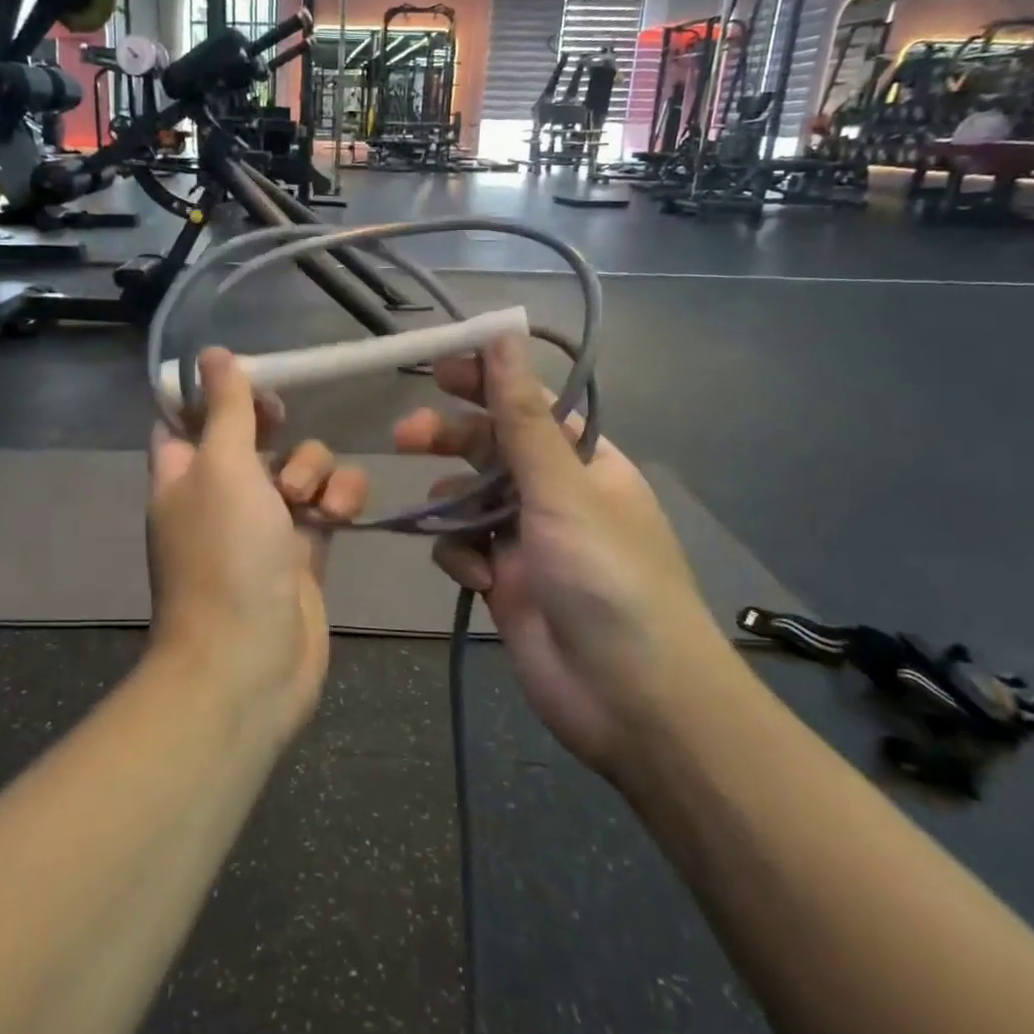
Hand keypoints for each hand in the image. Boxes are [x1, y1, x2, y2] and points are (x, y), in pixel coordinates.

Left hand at [147, 349, 367, 738]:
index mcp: (182, 473)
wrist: (251, 661)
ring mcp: (265, 523)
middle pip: (249, 436)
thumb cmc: (226, 555)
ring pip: (298, 465)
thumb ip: (222, 408)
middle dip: (273, 427)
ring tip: (311, 501)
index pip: (184, 418)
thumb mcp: (222, 467)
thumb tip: (210, 354)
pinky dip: (339, 500)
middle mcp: (220, 494)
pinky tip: (339, 515)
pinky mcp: (305, 548)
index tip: (245, 379)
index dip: (211, 394)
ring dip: (314, 468)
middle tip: (281, 425)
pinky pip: (329, 501)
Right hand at [393, 335, 734, 779]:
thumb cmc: (607, 578)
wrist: (630, 699)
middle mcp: (554, 494)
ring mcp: (526, 540)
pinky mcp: (503, 582)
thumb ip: (522, 416)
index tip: (436, 368)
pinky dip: (462, 558)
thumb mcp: (562, 489)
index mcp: (584, 461)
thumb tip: (503, 334)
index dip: (484, 380)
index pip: (527, 404)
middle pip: (489, 449)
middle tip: (403, 437)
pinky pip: (464, 550)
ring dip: (452, 507)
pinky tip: (478, 579)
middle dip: (449, 440)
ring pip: (467, 501)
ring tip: (443, 521)